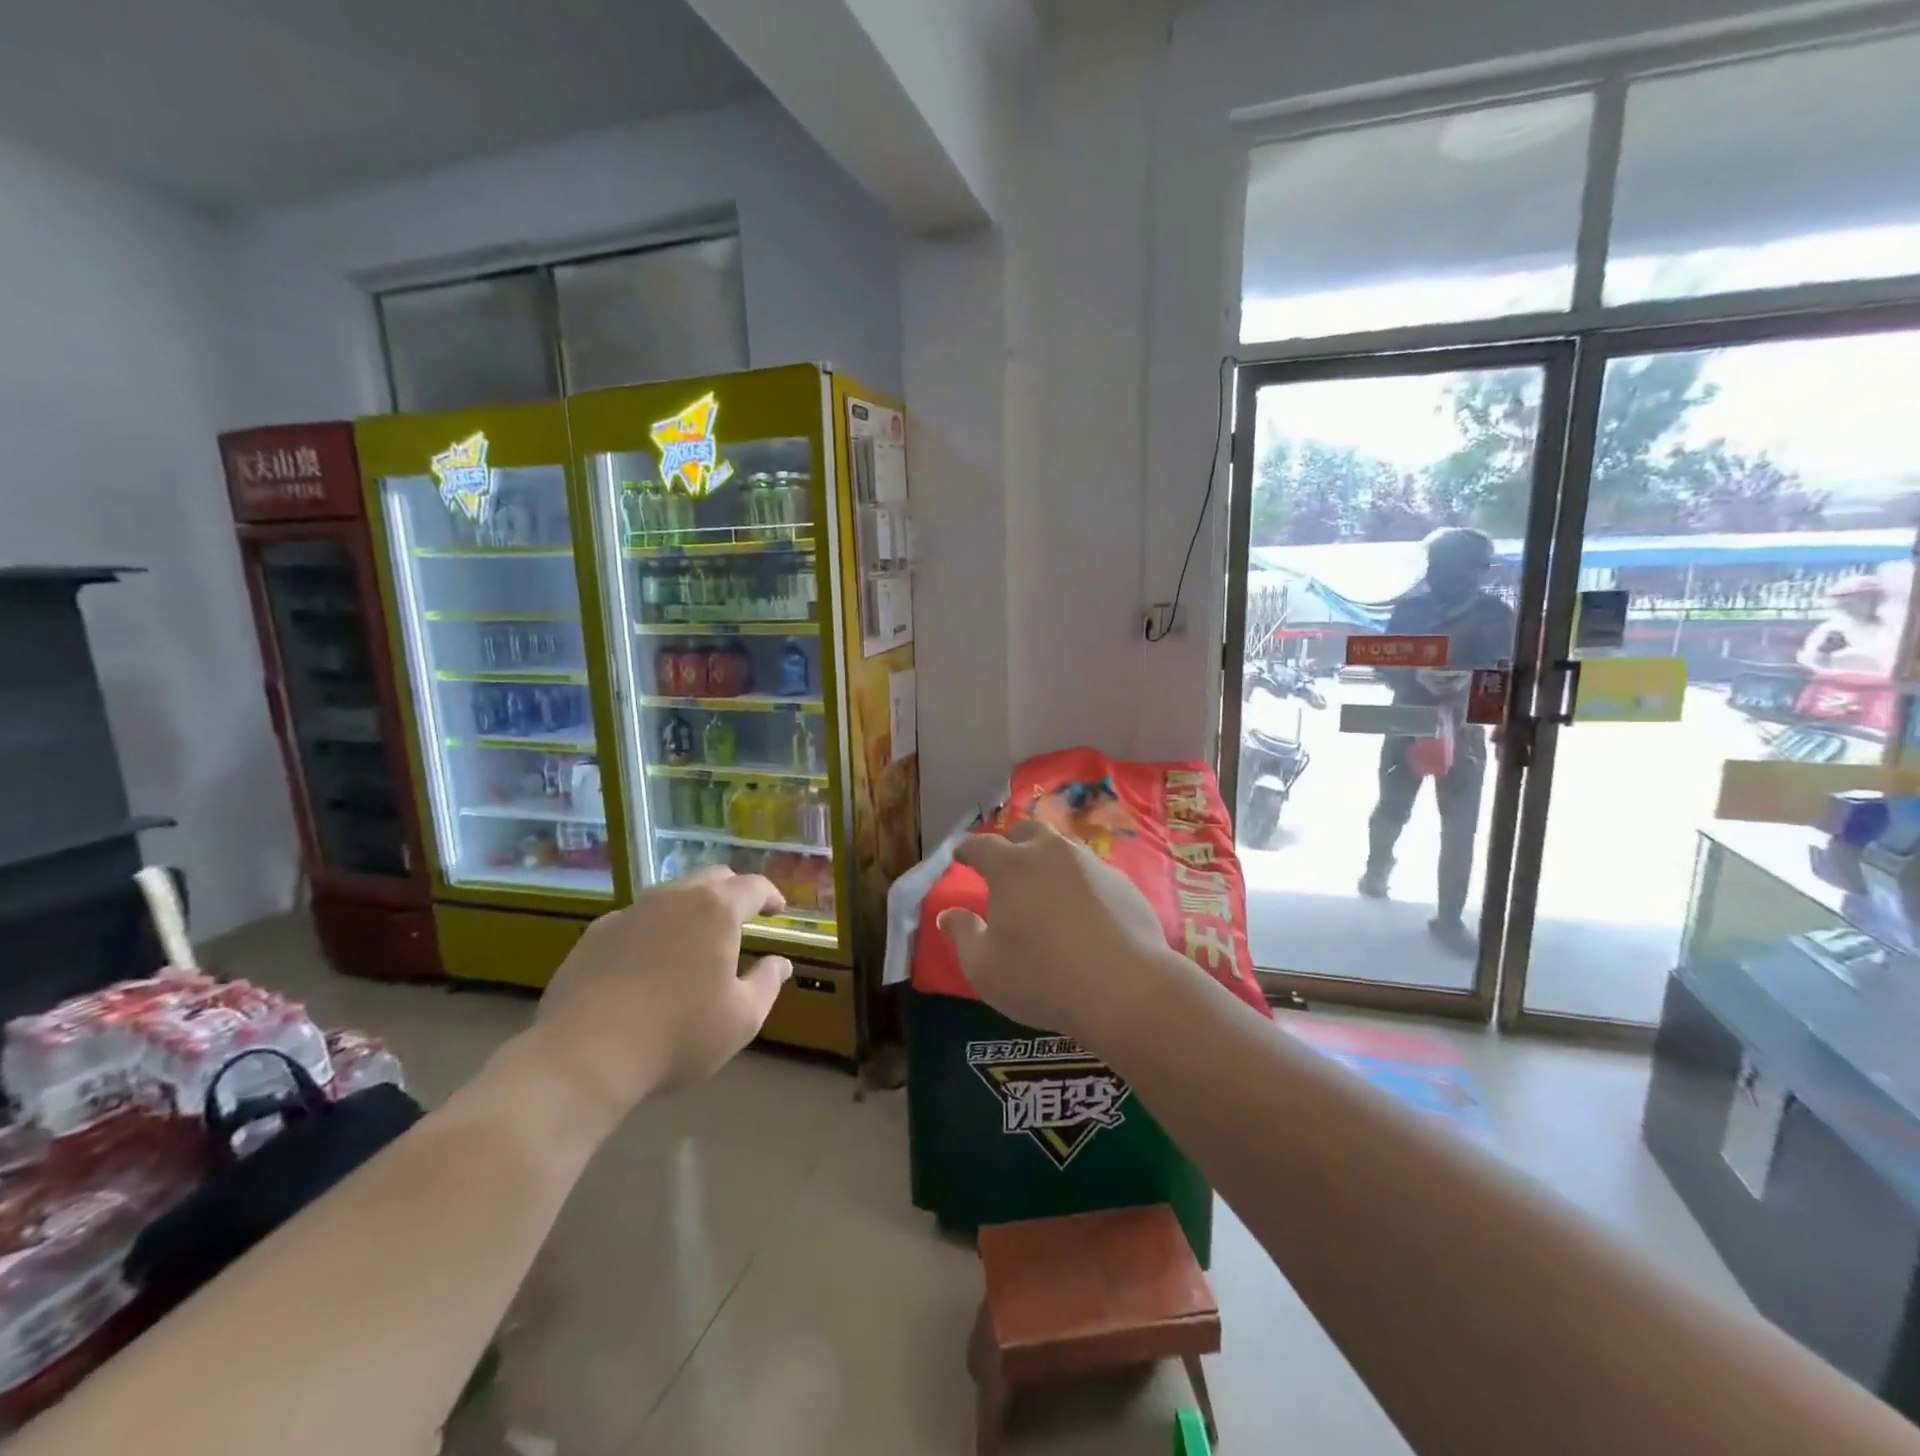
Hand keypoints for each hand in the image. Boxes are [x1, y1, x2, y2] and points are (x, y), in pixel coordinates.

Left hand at [532, 866, 790, 1117]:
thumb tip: (781, 962)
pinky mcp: (595, 933)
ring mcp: (631, 912)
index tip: (778, 910)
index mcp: (717, 910)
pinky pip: (636, 919)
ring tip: (696, 939)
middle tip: (741, 918)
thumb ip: (767, 982)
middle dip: (733, 893)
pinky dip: (654, 929)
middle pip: (712, 879)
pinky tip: (649, 961)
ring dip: (692, 908)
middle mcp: (675, 898)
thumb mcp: (742, 1018)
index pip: (754, 886)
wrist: (584, 1056)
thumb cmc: (678, 1035)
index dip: (771, 896)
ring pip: (672, 895)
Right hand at [937, 819, 1176, 1048]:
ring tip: (1044, 883)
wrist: (1125, 989)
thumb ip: (963, 934)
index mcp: (1011, 866)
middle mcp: (1050, 852)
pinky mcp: (1122, 882)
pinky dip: (1078, 881)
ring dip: (1047, 858)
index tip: (960, 855)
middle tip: (1004, 862)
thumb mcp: (984, 968)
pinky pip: (1091, 871)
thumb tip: (948, 914)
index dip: (966, 849)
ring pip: (1062, 847)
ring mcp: (1091, 863)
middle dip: (1010, 841)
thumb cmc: (1042, 979)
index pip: (980, 845)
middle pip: (1025, 831)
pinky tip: (1082, 908)